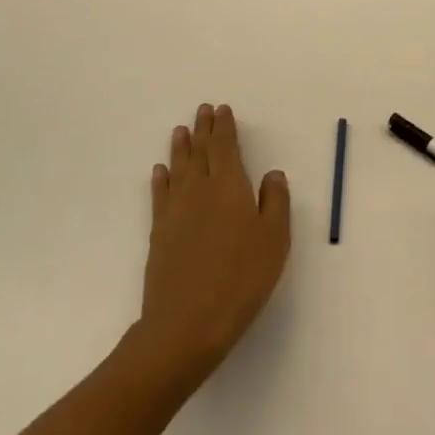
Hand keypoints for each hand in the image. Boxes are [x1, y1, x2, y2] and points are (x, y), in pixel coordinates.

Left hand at [137, 104, 290, 389]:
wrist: (186, 324)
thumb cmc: (240, 279)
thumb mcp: (274, 240)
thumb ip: (275, 202)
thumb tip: (272, 174)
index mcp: (230, 186)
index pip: (225, 147)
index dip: (224, 127)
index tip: (222, 110)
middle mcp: (200, 190)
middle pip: (201, 152)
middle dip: (203, 129)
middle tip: (202, 110)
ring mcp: (175, 211)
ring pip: (179, 168)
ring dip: (181, 147)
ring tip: (180, 131)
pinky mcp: (159, 233)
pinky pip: (160, 195)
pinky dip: (161, 179)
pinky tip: (160, 171)